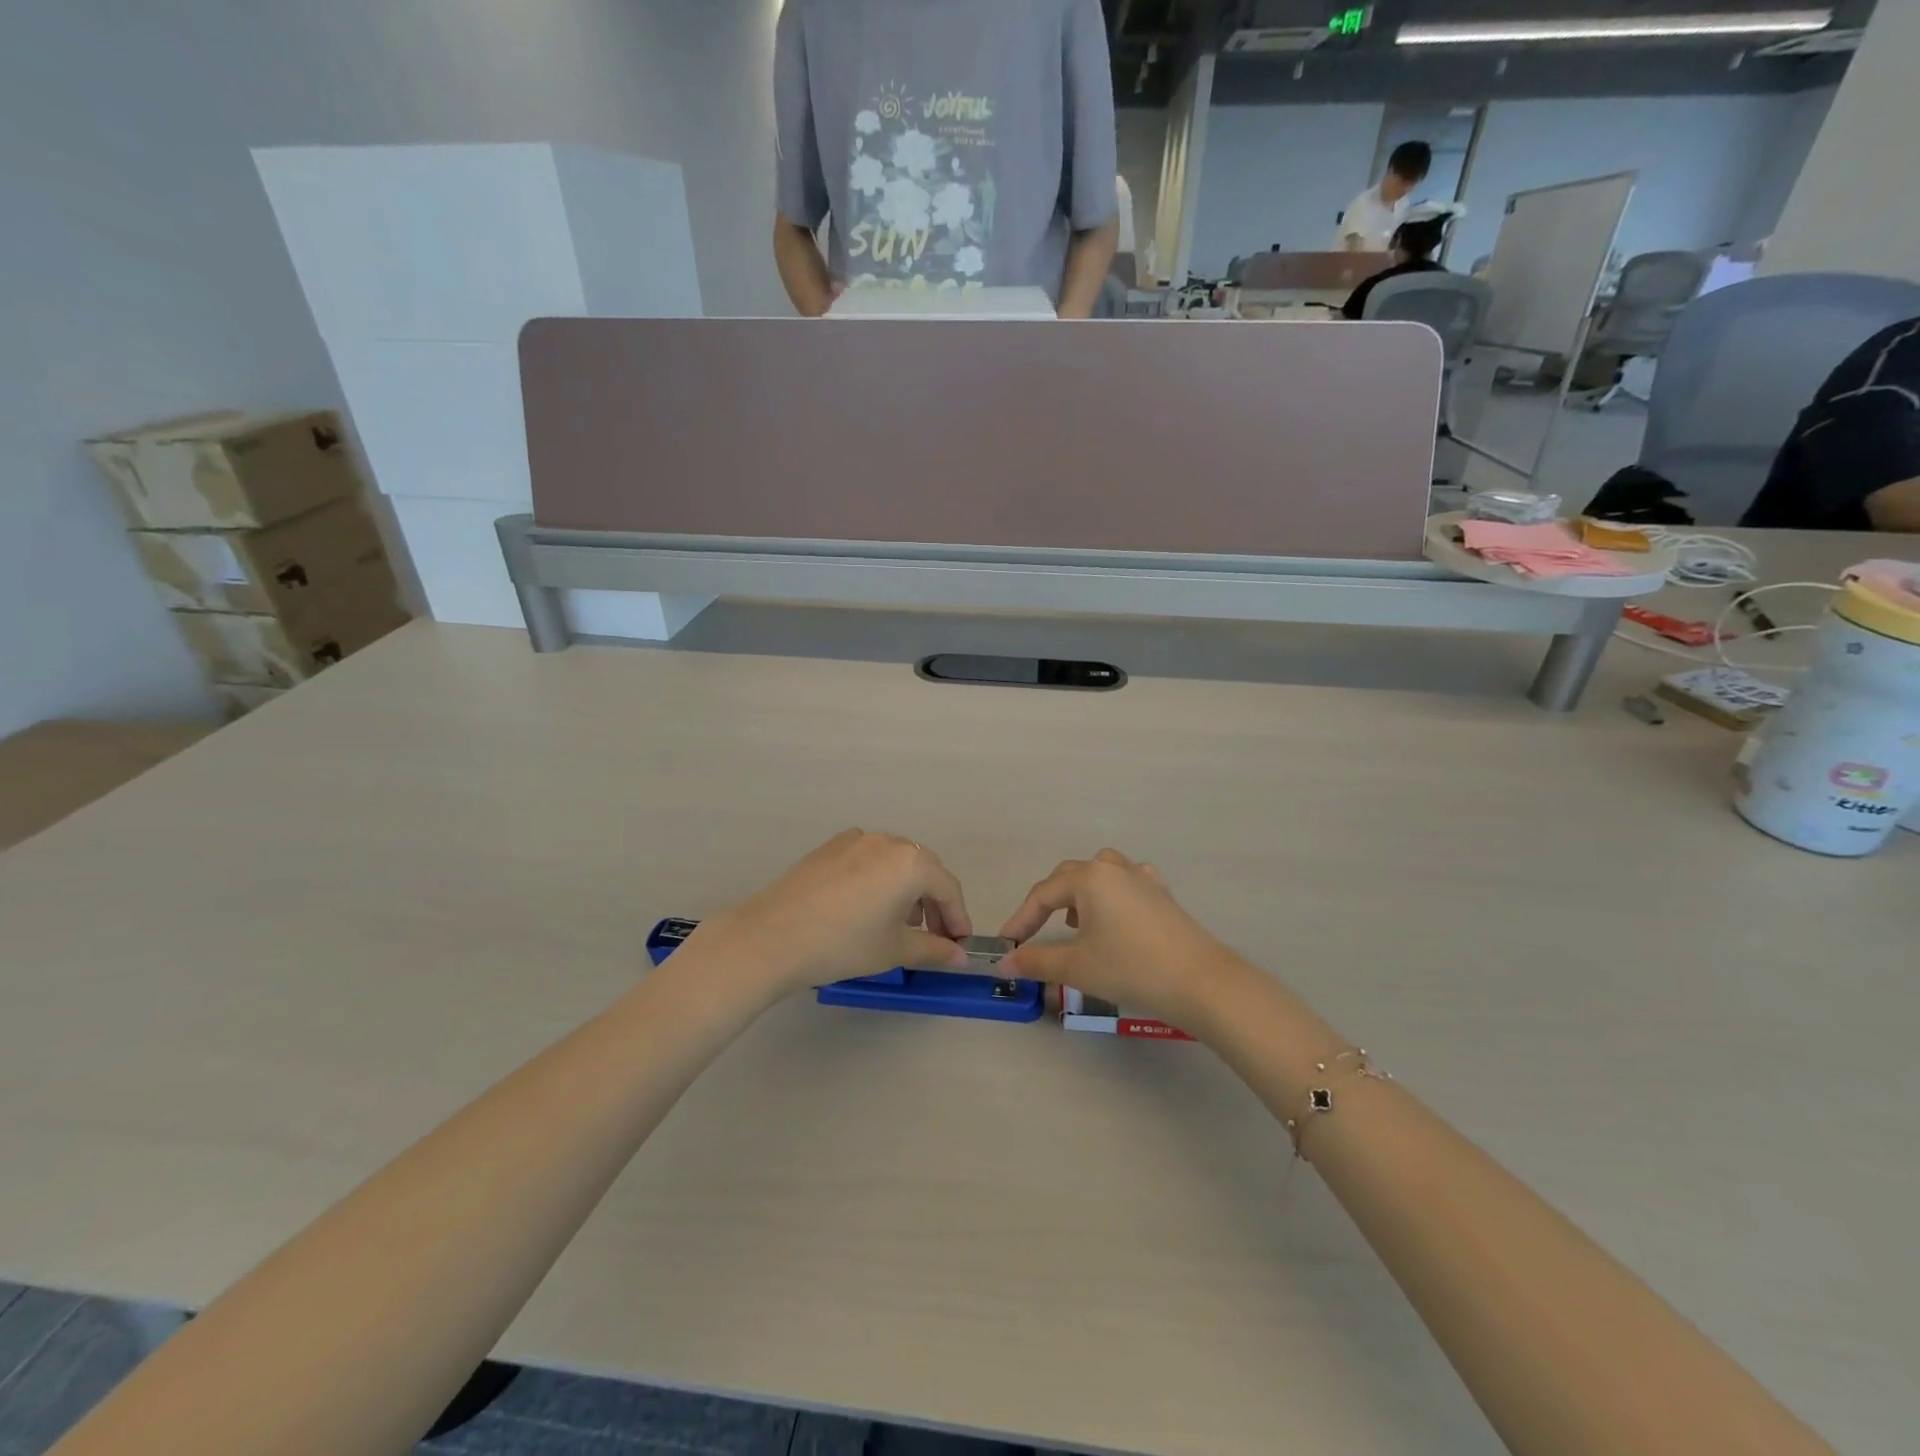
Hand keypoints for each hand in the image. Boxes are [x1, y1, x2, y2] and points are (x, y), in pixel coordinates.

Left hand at [691, 830, 971, 998]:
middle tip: (934, 937)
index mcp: (912, 862)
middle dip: (934, 903)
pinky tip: (867, 907)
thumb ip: (934, 949)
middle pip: (924, 870)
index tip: (960, 944)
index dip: (958, 918)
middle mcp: (888, 841)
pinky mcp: (830, 847)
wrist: (773, 937)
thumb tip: (959, 957)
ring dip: (907, 890)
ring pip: (895, 862)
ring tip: (899, 924)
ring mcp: (856, 839)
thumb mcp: (895, 950)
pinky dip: (879, 879)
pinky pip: (869, 859)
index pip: (948, 888)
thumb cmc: (845, 943)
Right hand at [998, 849, 1236, 1027]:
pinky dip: (1111, 894)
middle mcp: (1114, 869)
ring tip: (1074, 920)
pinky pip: (1127, 882)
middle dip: (1047, 902)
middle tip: (1034, 932)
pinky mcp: (1162, 894)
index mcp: (1089, 878)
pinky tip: (1114, 915)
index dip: (1021, 920)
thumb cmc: (1131, 968)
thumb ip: (1036, 960)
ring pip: (1099, 872)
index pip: (1043, 895)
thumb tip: (1006, 962)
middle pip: (1069, 877)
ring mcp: (1143, 878)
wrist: (1201, 982)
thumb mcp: (1076, 967)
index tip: (1007, 945)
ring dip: (1079, 892)